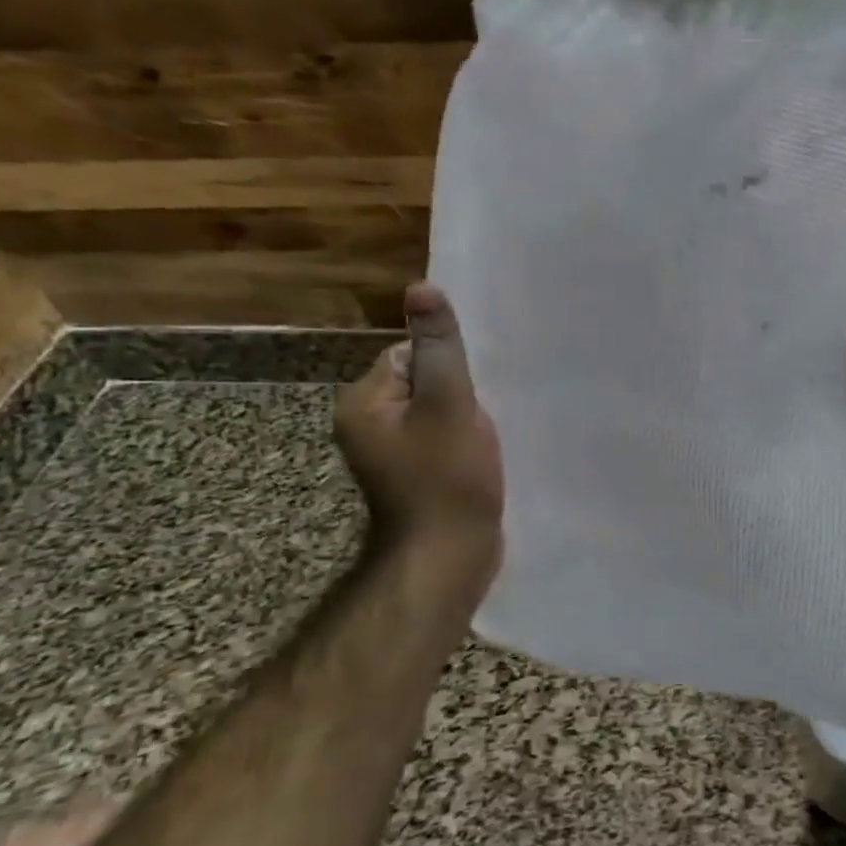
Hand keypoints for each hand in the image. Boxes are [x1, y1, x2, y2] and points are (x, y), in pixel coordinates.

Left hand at [335, 284, 503, 591]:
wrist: (448, 558)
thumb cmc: (446, 478)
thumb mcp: (448, 402)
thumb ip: (439, 346)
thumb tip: (420, 287)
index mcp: (363, 404)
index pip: (408, 355)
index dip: (446, 368)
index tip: (467, 395)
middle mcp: (367, 425)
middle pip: (423, 382)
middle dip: (458, 395)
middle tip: (479, 420)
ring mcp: (390, 454)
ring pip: (436, 412)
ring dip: (464, 419)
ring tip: (482, 440)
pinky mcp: (414, 475)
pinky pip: (440, 439)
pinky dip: (462, 442)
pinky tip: (480, 457)